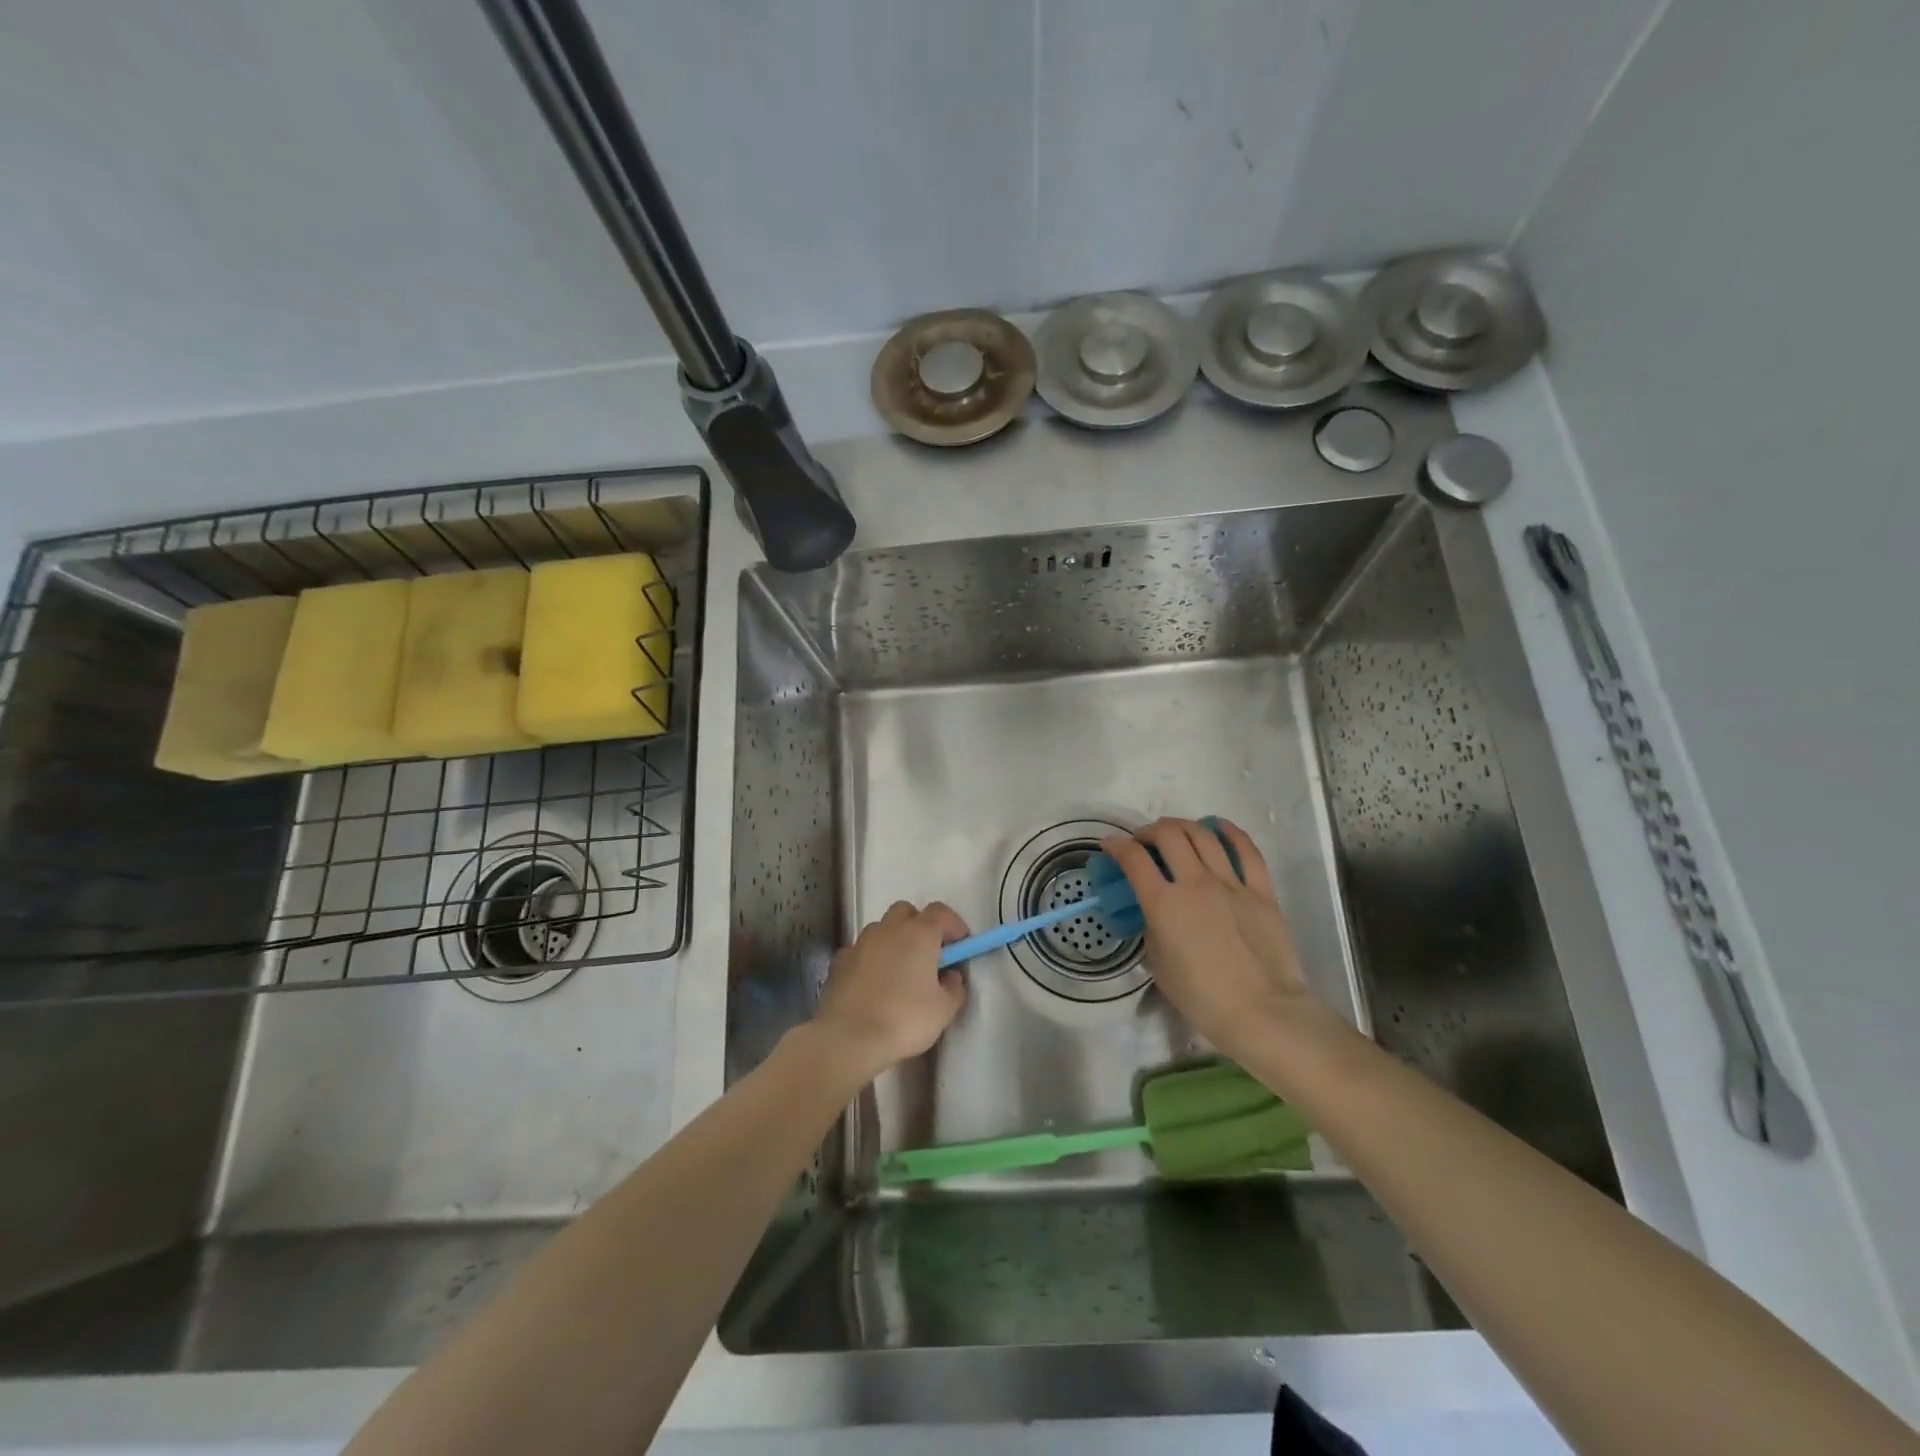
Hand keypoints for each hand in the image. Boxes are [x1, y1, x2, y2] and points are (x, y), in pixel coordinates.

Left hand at [810, 901, 968, 1078]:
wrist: (848, 1038)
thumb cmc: (904, 1020)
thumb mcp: (944, 1010)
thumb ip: (955, 988)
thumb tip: (951, 976)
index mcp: (919, 934)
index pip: (941, 912)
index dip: (954, 925)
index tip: (961, 945)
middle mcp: (888, 929)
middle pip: (906, 912)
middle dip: (920, 926)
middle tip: (928, 954)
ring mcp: (860, 943)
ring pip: (881, 929)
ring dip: (893, 941)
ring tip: (899, 972)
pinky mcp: (839, 961)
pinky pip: (861, 950)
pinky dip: (871, 959)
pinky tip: (873, 984)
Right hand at [1101, 818, 1318, 1055]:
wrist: (1262, 1012)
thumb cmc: (1202, 997)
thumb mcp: (1158, 964)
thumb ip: (1152, 929)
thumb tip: (1155, 913)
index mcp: (1164, 904)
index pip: (1133, 859)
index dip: (1116, 846)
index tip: (1109, 845)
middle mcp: (1195, 883)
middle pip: (1168, 835)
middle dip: (1149, 831)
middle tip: (1143, 841)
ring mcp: (1231, 883)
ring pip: (1203, 835)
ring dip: (1182, 826)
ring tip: (1174, 832)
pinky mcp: (1261, 891)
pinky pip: (1246, 850)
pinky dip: (1229, 832)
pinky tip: (1218, 827)